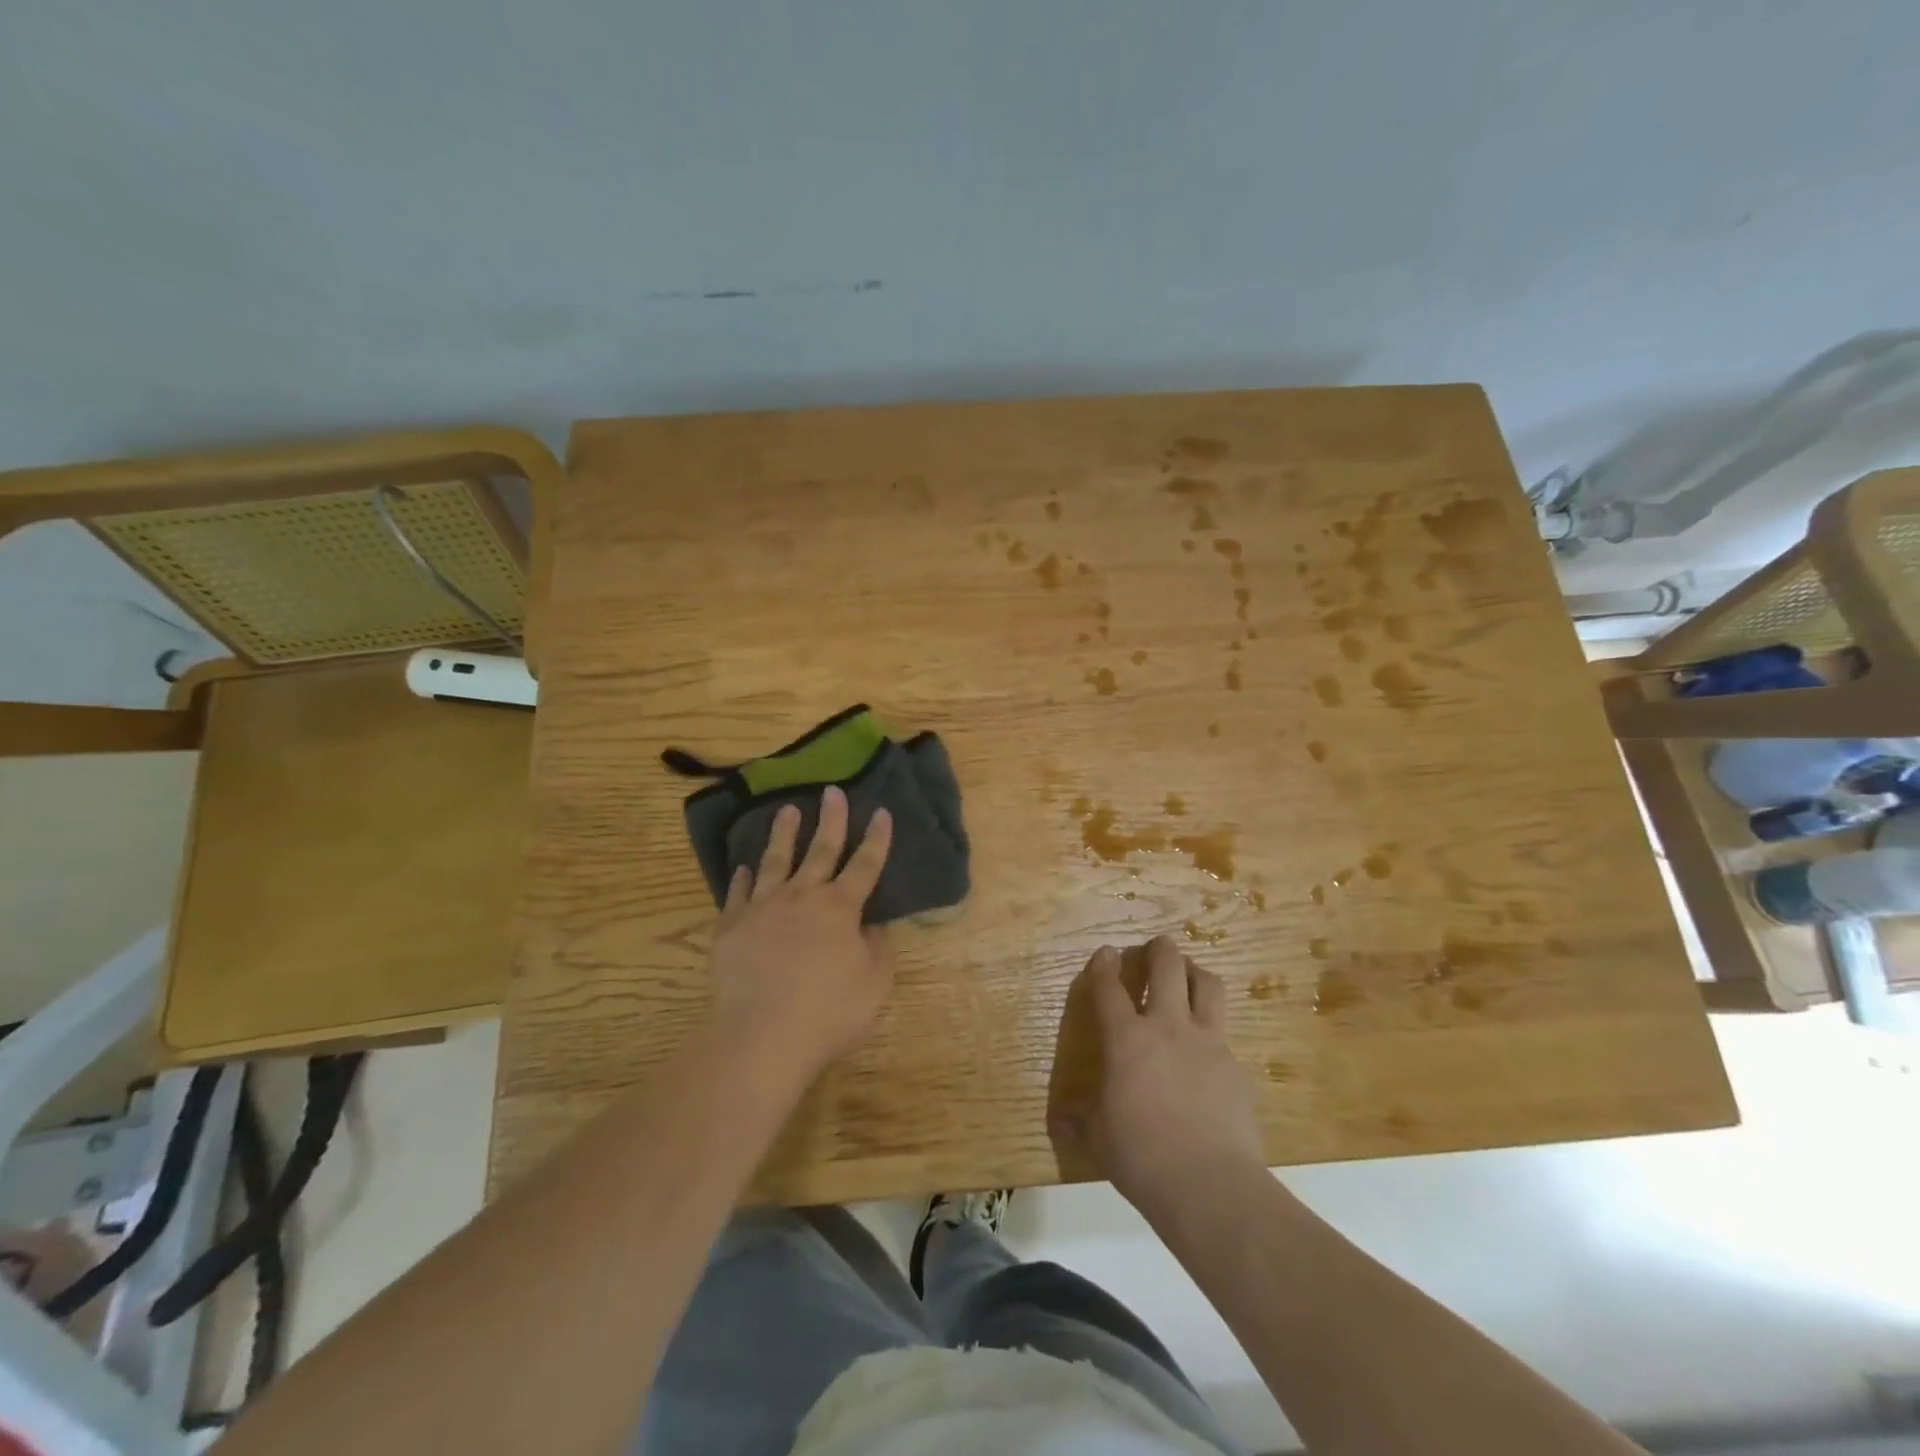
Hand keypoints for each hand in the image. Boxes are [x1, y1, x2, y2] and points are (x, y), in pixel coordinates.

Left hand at [706, 786, 894, 1079]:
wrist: (760, 1036)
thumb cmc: (828, 1013)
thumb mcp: (874, 984)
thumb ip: (878, 948)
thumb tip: (875, 923)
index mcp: (840, 908)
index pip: (865, 865)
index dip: (876, 839)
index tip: (881, 812)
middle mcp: (802, 897)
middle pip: (820, 850)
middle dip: (830, 819)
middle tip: (832, 791)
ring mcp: (762, 909)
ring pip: (775, 861)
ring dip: (783, 834)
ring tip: (787, 810)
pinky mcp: (731, 928)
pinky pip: (738, 894)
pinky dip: (743, 878)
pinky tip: (744, 867)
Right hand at [1053, 936, 1261, 1217]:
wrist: (1209, 1183)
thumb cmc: (1140, 1155)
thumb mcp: (1098, 1138)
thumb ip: (1080, 1122)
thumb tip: (1060, 1123)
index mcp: (1126, 1039)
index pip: (1109, 987)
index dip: (1104, 965)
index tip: (1105, 953)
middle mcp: (1168, 1027)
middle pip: (1167, 966)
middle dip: (1159, 949)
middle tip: (1155, 948)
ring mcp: (1208, 1043)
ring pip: (1208, 985)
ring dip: (1196, 973)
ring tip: (1189, 976)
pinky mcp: (1236, 1067)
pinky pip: (1225, 1035)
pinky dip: (1214, 1032)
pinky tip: (1209, 1053)